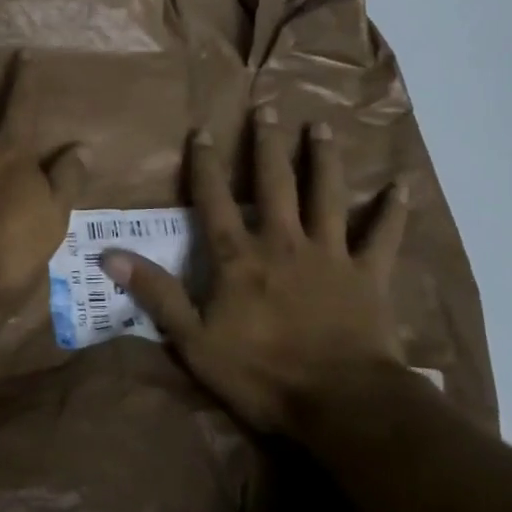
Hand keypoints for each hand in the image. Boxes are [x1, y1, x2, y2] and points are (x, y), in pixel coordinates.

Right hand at [102, 110, 413, 438]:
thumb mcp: (195, 341)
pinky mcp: (368, 275)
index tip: (203, 131)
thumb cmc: (263, 375)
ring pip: (326, 195)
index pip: (215, 201)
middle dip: (267, 145)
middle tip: (268, 107)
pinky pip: (382, 236)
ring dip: (324, 159)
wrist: (341, 404)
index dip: (206, 166)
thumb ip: (157, 295)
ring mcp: (330, 255)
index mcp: (241, 258)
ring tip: (321, 127)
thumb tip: (109, 256)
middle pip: (274, 184)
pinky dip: (392, 211)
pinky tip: (401, 185)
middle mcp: (284, 243)